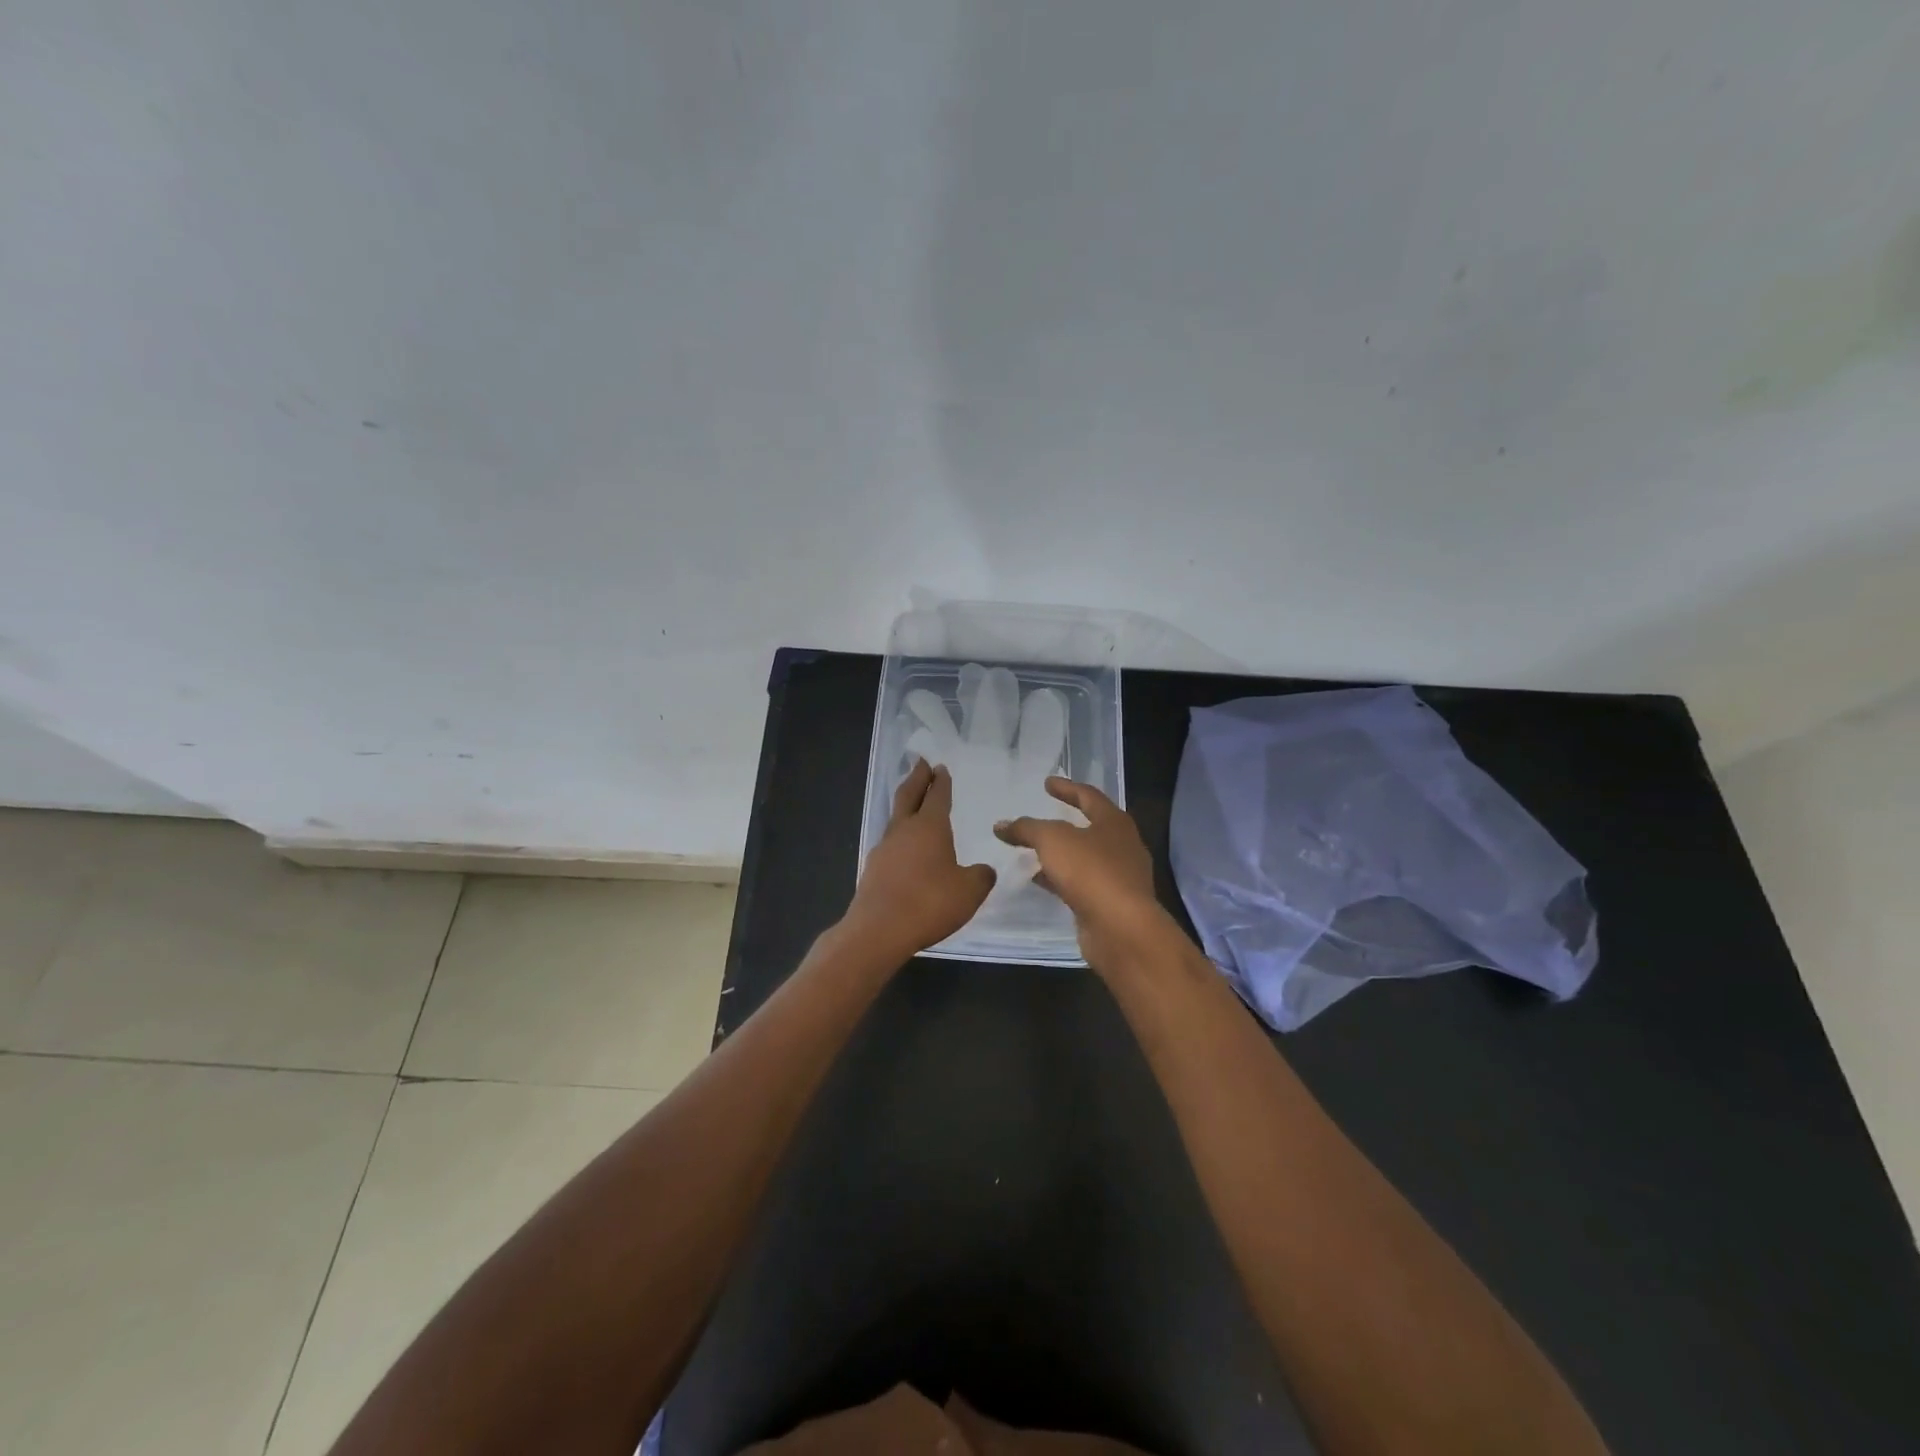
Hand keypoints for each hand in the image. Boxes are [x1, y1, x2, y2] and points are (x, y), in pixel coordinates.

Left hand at [841, 759, 996, 962]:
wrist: (878, 930)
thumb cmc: (929, 903)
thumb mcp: (969, 891)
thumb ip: (981, 876)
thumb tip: (983, 870)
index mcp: (930, 826)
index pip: (937, 795)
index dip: (941, 781)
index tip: (940, 767)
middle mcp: (904, 830)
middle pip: (909, 796)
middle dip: (917, 778)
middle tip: (921, 763)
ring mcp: (884, 849)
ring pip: (896, 818)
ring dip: (906, 806)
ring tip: (914, 803)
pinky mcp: (873, 869)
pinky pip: (890, 843)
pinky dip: (900, 836)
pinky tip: (906, 849)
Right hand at [993, 778, 1168, 971]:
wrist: (1121, 928)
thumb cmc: (1090, 871)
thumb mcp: (1052, 840)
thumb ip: (1026, 828)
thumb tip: (1001, 825)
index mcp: (1114, 822)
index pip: (1089, 796)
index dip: (1066, 788)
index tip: (1047, 783)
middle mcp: (1122, 846)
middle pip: (1091, 827)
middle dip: (1067, 821)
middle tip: (1044, 816)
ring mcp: (1119, 877)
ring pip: (1086, 857)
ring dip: (1062, 853)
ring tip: (1034, 850)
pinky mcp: (1110, 903)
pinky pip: (1082, 882)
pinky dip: (1061, 877)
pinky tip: (1040, 879)